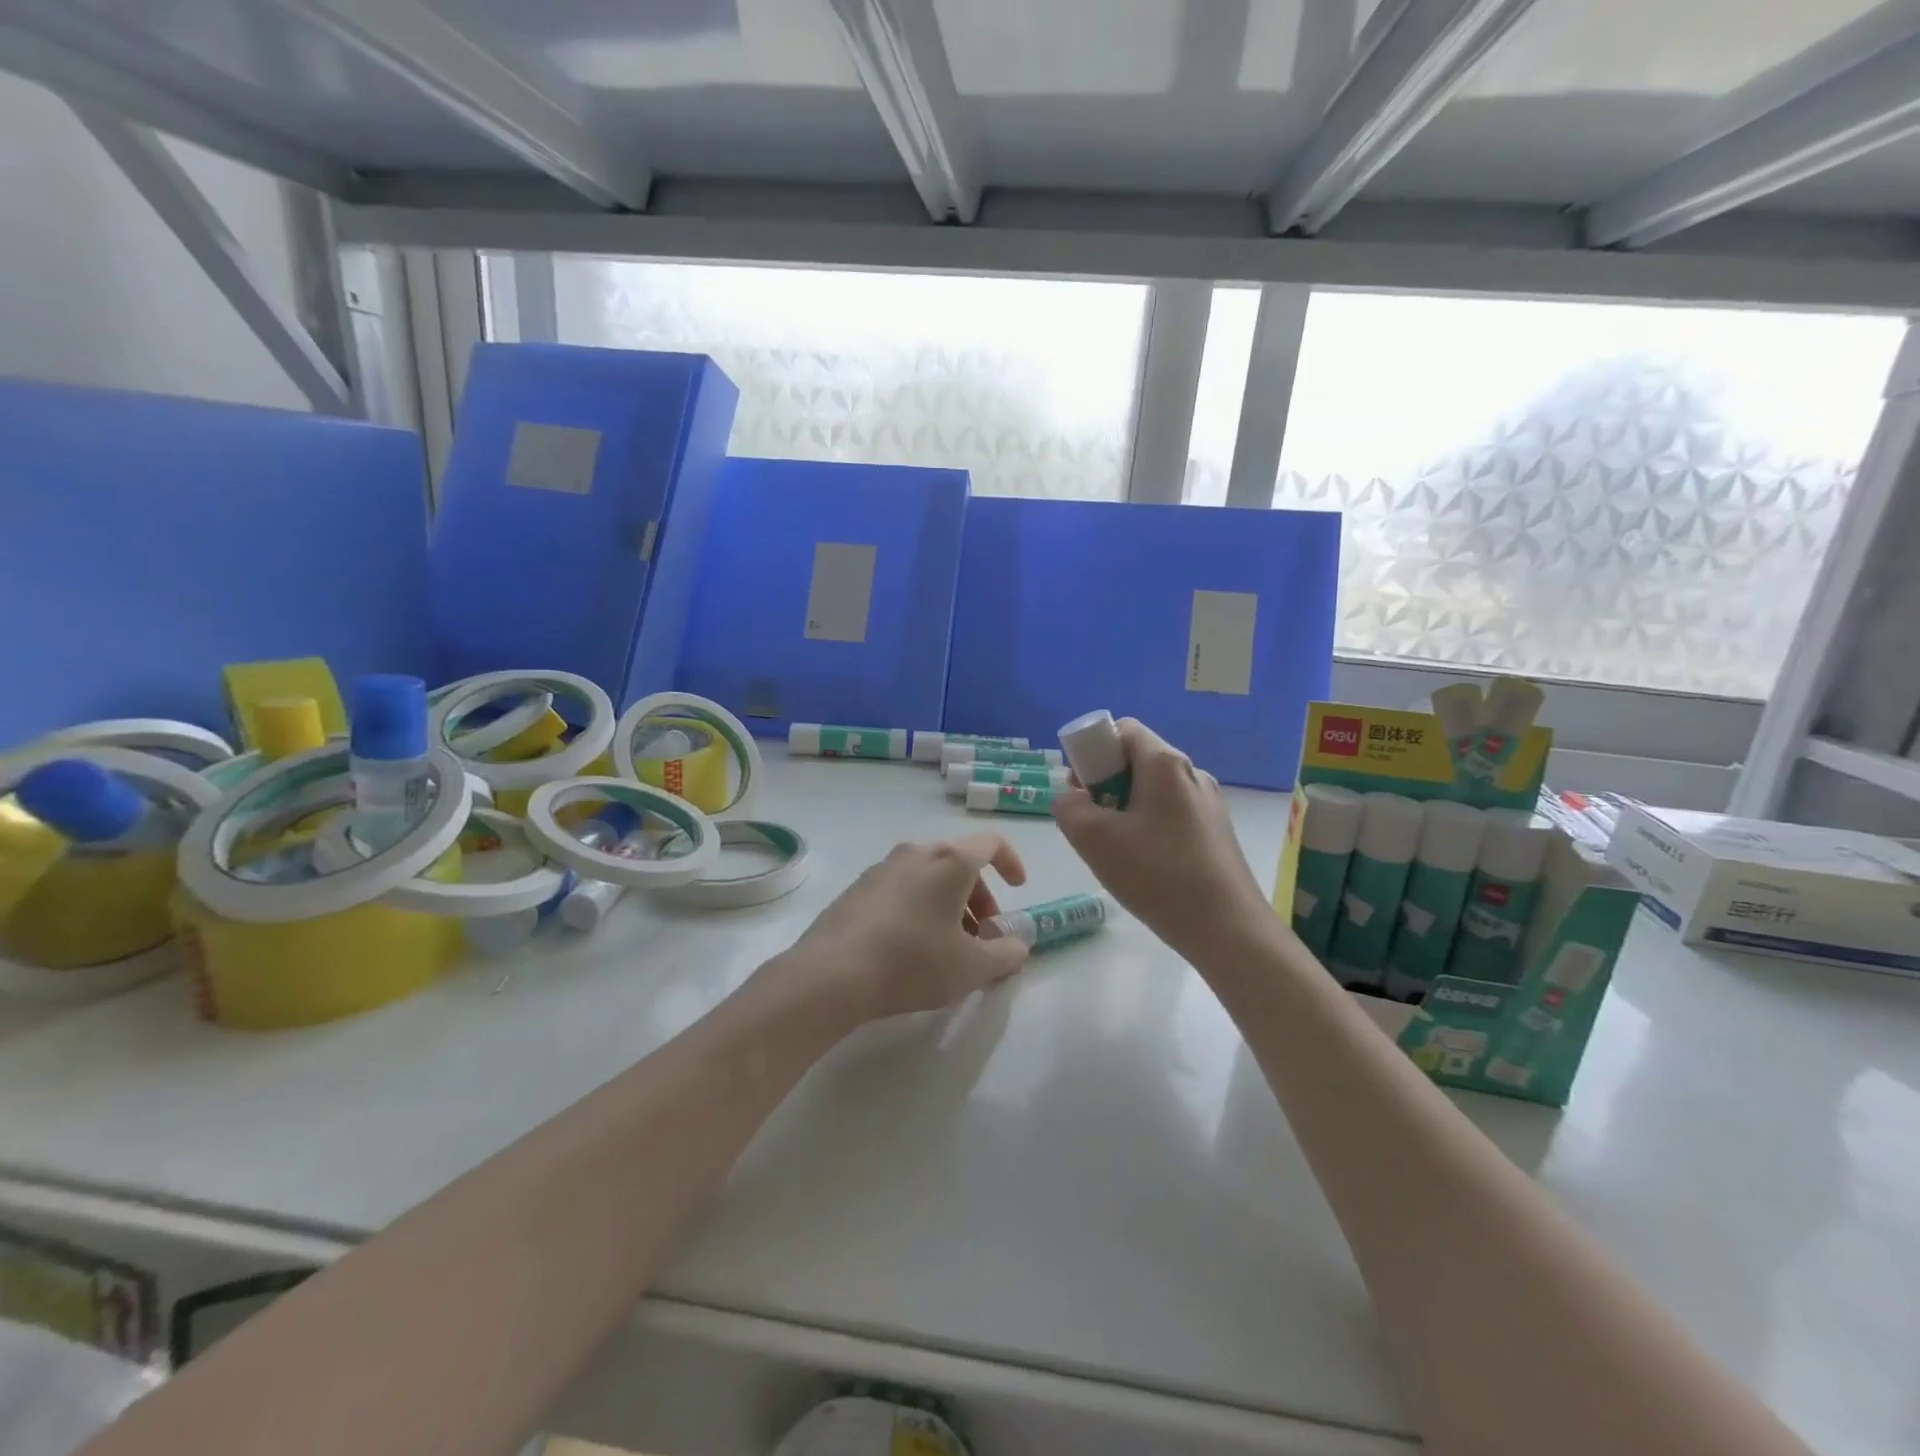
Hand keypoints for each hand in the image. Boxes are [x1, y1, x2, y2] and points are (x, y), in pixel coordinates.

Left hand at [780, 833, 1031, 1024]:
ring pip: (929, 875)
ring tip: (947, 946)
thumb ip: (1005, 954)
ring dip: (948, 902)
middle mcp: (916, 853)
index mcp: (950, 861)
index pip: (991, 843)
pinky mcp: (858, 888)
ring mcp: (882, 868)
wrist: (832, 973)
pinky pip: (902, 887)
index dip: (1011, 862)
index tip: (1018, 890)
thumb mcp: (972, 968)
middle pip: (959, 861)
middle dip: (980, 895)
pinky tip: (910, 946)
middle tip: (982, 935)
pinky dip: (919, 906)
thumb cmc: (913, 962)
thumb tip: (1018, 946)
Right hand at [1052, 718, 1272, 962]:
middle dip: (1106, 785)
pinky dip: (1149, 828)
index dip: (1093, 752)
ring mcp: (1209, 802)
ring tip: (1118, 852)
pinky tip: (1147, 867)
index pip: (1121, 729)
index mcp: (1165, 763)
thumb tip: (1071, 799)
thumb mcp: (1094, 840)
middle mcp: (1192, 772)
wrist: (1229, 929)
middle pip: (1136, 759)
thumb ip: (1068, 808)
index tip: (1083, 790)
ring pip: (1152, 790)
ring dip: (1125, 810)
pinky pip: (1171, 814)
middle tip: (1093, 824)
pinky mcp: (1216, 831)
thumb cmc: (1158, 875)